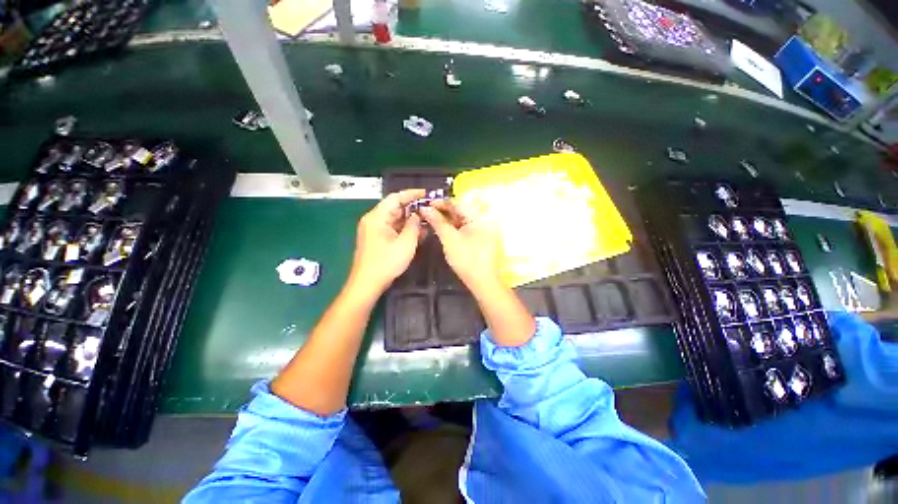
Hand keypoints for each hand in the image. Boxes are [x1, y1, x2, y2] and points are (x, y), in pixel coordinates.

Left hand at [349, 189, 425, 296]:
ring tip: (426, 220)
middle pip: (394, 207)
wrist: (367, 283)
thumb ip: (413, 226)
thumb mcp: (406, 244)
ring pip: (394, 218)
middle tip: (429, 208)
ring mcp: (373, 229)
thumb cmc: (386, 263)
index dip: (411, 194)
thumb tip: (417, 215)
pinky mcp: (376, 238)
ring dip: (409, 219)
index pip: (395, 198)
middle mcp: (373, 220)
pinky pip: (392, 228)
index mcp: (377, 217)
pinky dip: (404, 228)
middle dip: (412, 207)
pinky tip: (417, 232)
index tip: (426, 193)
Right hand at [420, 199, 501, 296]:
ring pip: (460, 220)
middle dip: (442, 211)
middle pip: (459, 211)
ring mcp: (480, 229)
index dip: (440, 203)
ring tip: (429, 219)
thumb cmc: (467, 259)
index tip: (424, 203)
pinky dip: (451, 227)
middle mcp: (481, 219)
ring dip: (445, 219)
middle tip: (424, 212)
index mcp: (478, 217)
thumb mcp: (450, 239)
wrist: (482, 281)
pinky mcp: (477, 238)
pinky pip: (462, 228)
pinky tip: (440, 228)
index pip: (457, 204)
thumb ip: (437, 222)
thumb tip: (425, 208)